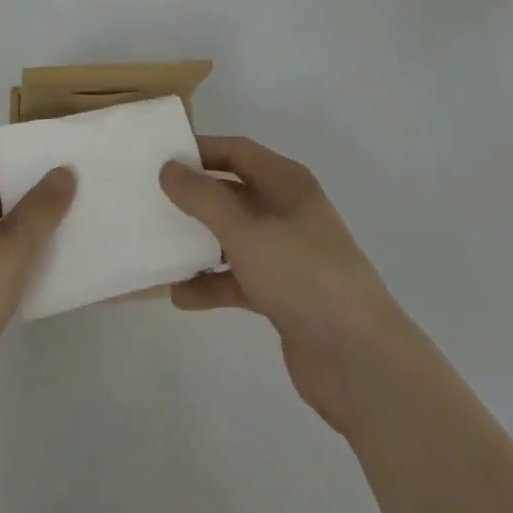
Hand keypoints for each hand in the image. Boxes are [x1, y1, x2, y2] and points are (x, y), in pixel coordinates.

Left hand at [0, 136, 74, 438]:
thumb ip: (41, 208)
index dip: (7, 149)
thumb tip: (64, 170)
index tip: (44, 160)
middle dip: (16, 187)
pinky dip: (3, 256)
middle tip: (58, 193)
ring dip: (13, 224)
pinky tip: (33, 271)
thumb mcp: (10, 250)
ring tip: (55, 229)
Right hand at [160, 137, 416, 436]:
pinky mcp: (283, 295)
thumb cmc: (303, 276)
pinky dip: (211, 284)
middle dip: (194, 197)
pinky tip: (179, 296)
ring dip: (198, 242)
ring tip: (158, 247)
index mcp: (286, 182)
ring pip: (232, 237)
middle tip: (150, 200)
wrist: (361, 362)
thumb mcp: (246, 231)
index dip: (200, 150)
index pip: (237, 151)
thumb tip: (168, 167)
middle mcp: (287, 211)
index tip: (160, 156)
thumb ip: (203, 198)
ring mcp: (286, 255)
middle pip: (232, 192)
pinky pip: (238, 278)